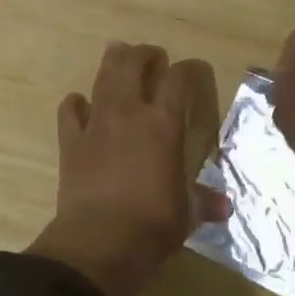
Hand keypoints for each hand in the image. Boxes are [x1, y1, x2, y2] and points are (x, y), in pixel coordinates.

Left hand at [28, 42, 228, 295]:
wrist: (100, 241)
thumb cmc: (153, 225)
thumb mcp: (187, 214)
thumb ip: (203, 202)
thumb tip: (225, 207)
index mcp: (164, 125)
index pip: (179, 80)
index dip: (188, 69)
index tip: (192, 70)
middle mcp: (129, 114)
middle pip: (133, 64)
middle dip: (144, 54)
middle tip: (152, 57)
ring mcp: (96, 125)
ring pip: (102, 79)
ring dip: (111, 63)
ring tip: (117, 54)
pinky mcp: (70, 142)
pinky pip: (70, 111)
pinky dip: (76, 103)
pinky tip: (80, 104)